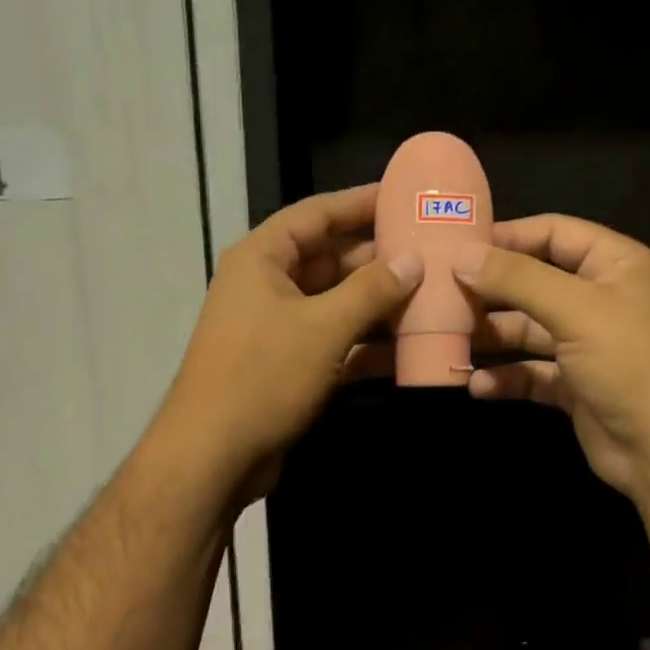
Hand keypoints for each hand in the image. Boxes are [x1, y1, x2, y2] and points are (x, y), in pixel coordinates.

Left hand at [157, 184, 421, 503]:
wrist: (214, 455)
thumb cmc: (263, 377)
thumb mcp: (322, 328)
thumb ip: (371, 291)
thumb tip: (414, 260)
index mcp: (264, 258)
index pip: (317, 214)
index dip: (360, 203)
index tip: (405, 194)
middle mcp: (269, 286)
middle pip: (332, 260)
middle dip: (380, 260)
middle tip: (434, 254)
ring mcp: (279, 329)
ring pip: (338, 306)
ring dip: (380, 305)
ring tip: (435, 297)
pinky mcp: (290, 367)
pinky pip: (335, 343)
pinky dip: (367, 345)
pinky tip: (410, 348)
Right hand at [456, 214, 649, 497]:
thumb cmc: (630, 364)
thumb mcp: (575, 310)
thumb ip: (517, 279)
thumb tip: (462, 255)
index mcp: (614, 265)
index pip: (554, 233)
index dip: (507, 236)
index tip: (456, 246)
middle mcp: (600, 299)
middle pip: (534, 282)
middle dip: (490, 290)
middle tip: (439, 295)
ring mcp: (586, 346)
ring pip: (527, 331)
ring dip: (492, 336)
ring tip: (447, 340)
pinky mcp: (574, 387)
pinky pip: (531, 373)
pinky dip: (505, 378)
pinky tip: (476, 386)